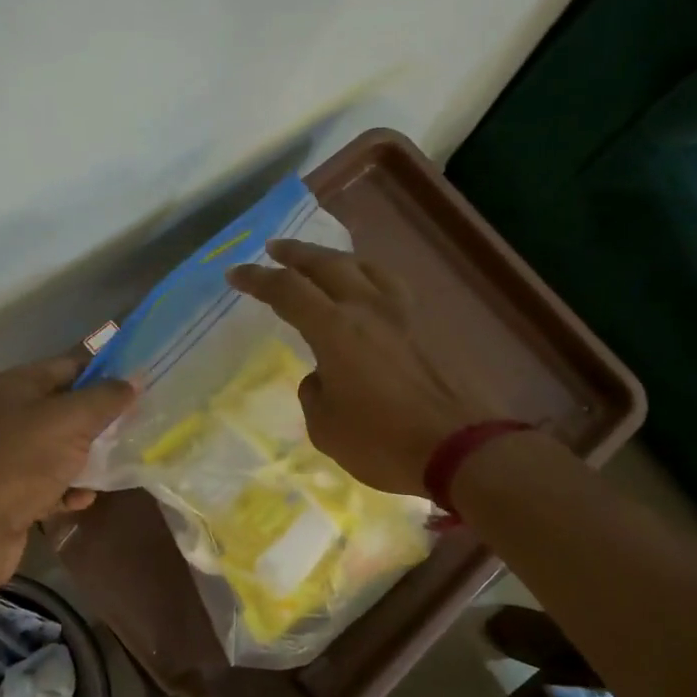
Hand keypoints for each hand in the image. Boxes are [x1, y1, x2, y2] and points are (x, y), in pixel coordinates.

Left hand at [0, 354, 135, 587]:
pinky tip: (83, 498)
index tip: (140, 384)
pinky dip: (71, 487)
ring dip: (89, 456)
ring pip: (62, 446)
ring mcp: (11, 452)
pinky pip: (52, 480)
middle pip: (67, 407)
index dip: (105, 371)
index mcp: (18, 385)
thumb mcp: (72, 420)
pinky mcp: (14, 488)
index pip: (70, 365)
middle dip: (101, 417)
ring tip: (117, 462)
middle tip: (136, 424)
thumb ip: (107, 397)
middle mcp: (10, 413)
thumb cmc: (26, 460)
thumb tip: (134, 380)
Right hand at [227, 241, 499, 496]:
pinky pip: (391, 286)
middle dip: (296, 254)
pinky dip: (369, 277)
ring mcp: (403, 314)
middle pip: (327, 264)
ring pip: (366, 266)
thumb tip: (322, 377)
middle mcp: (368, 308)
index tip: (236, 273)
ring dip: (336, 258)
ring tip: (323, 261)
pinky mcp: (428, 327)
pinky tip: (369, 289)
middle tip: (275, 249)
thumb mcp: (326, 428)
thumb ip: (315, 393)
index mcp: (335, 329)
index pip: (288, 291)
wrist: (460, 447)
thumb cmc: (382, 442)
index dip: (258, 279)